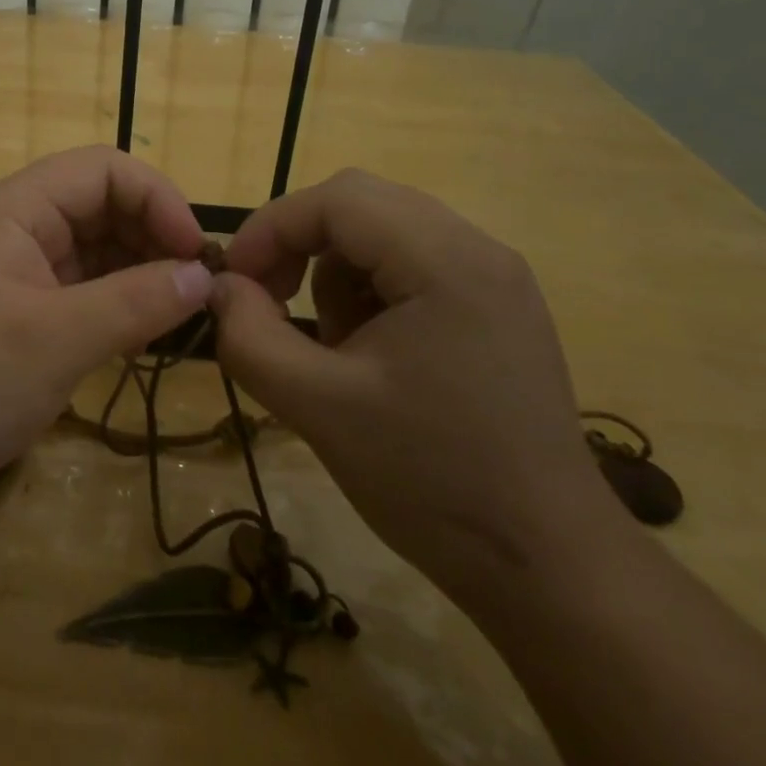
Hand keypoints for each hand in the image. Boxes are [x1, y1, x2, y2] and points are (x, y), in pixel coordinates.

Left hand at [0, 146, 211, 520]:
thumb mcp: (57, 340)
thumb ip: (136, 302)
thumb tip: (203, 276)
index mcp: (11, 210)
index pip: (101, 170)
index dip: (157, 198)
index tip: (197, 253)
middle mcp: (10, 229)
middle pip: (97, 207)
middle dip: (151, 237)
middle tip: (197, 290)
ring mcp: (8, 275)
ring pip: (90, 252)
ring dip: (137, 275)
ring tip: (180, 315)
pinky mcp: (10, 317)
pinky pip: (74, 293)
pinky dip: (112, 306)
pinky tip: (142, 337)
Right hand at [210, 170, 612, 596]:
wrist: (546, 565)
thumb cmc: (430, 479)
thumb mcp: (318, 407)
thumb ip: (250, 337)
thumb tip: (219, 288)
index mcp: (446, 262)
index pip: (336, 200)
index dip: (269, 229)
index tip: (232, 282)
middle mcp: (478, 250)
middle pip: (361, 205)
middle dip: (299, 245)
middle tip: (267, 301)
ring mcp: (494, 279)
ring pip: (384, 233)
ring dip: (334, 273)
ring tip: (331, 347)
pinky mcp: (496, 309)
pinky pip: (412, 267)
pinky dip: (370, 293)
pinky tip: (370, 355)